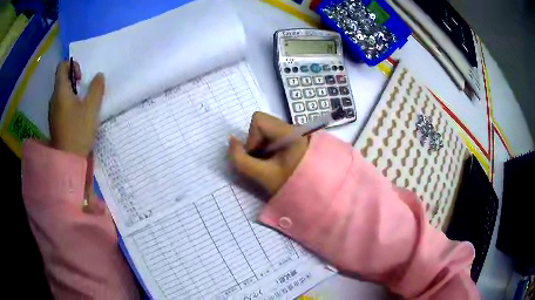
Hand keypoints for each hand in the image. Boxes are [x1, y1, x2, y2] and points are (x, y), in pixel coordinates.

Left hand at [49, 61, 105, 214]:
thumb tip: (99, 76)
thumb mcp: (91, 108)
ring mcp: (52, 112)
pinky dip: (69, 105)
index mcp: (60, 91)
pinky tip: (77, 117)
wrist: (67, 161)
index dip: (72, 65)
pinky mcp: (54, 122)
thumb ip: (96, 88)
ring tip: (83, 106)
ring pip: (62, 94)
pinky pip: (61, 106)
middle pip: (62, 80)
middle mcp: (53, 99)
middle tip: (85, 92)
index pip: (62, 67)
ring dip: (72, 94)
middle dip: (74, 81)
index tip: (81, 77)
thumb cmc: (78, 132)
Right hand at [227, 112, 308, 194]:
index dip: (252, 138)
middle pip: (262, 125)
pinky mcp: (294, 140)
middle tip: (263, 162)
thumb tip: (231, 141)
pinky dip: (269, 149)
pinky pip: (274, 138)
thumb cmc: (291, 186)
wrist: (314, 194)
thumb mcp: (263, 175)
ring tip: (270, 164)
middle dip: (256, 143)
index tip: (258, 157)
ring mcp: (294, 133)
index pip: (259, 120)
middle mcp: (293, 127)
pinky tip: (275, 163)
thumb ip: (241, 160)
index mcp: (290, 132)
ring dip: (262, 148)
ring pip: (266, 133)